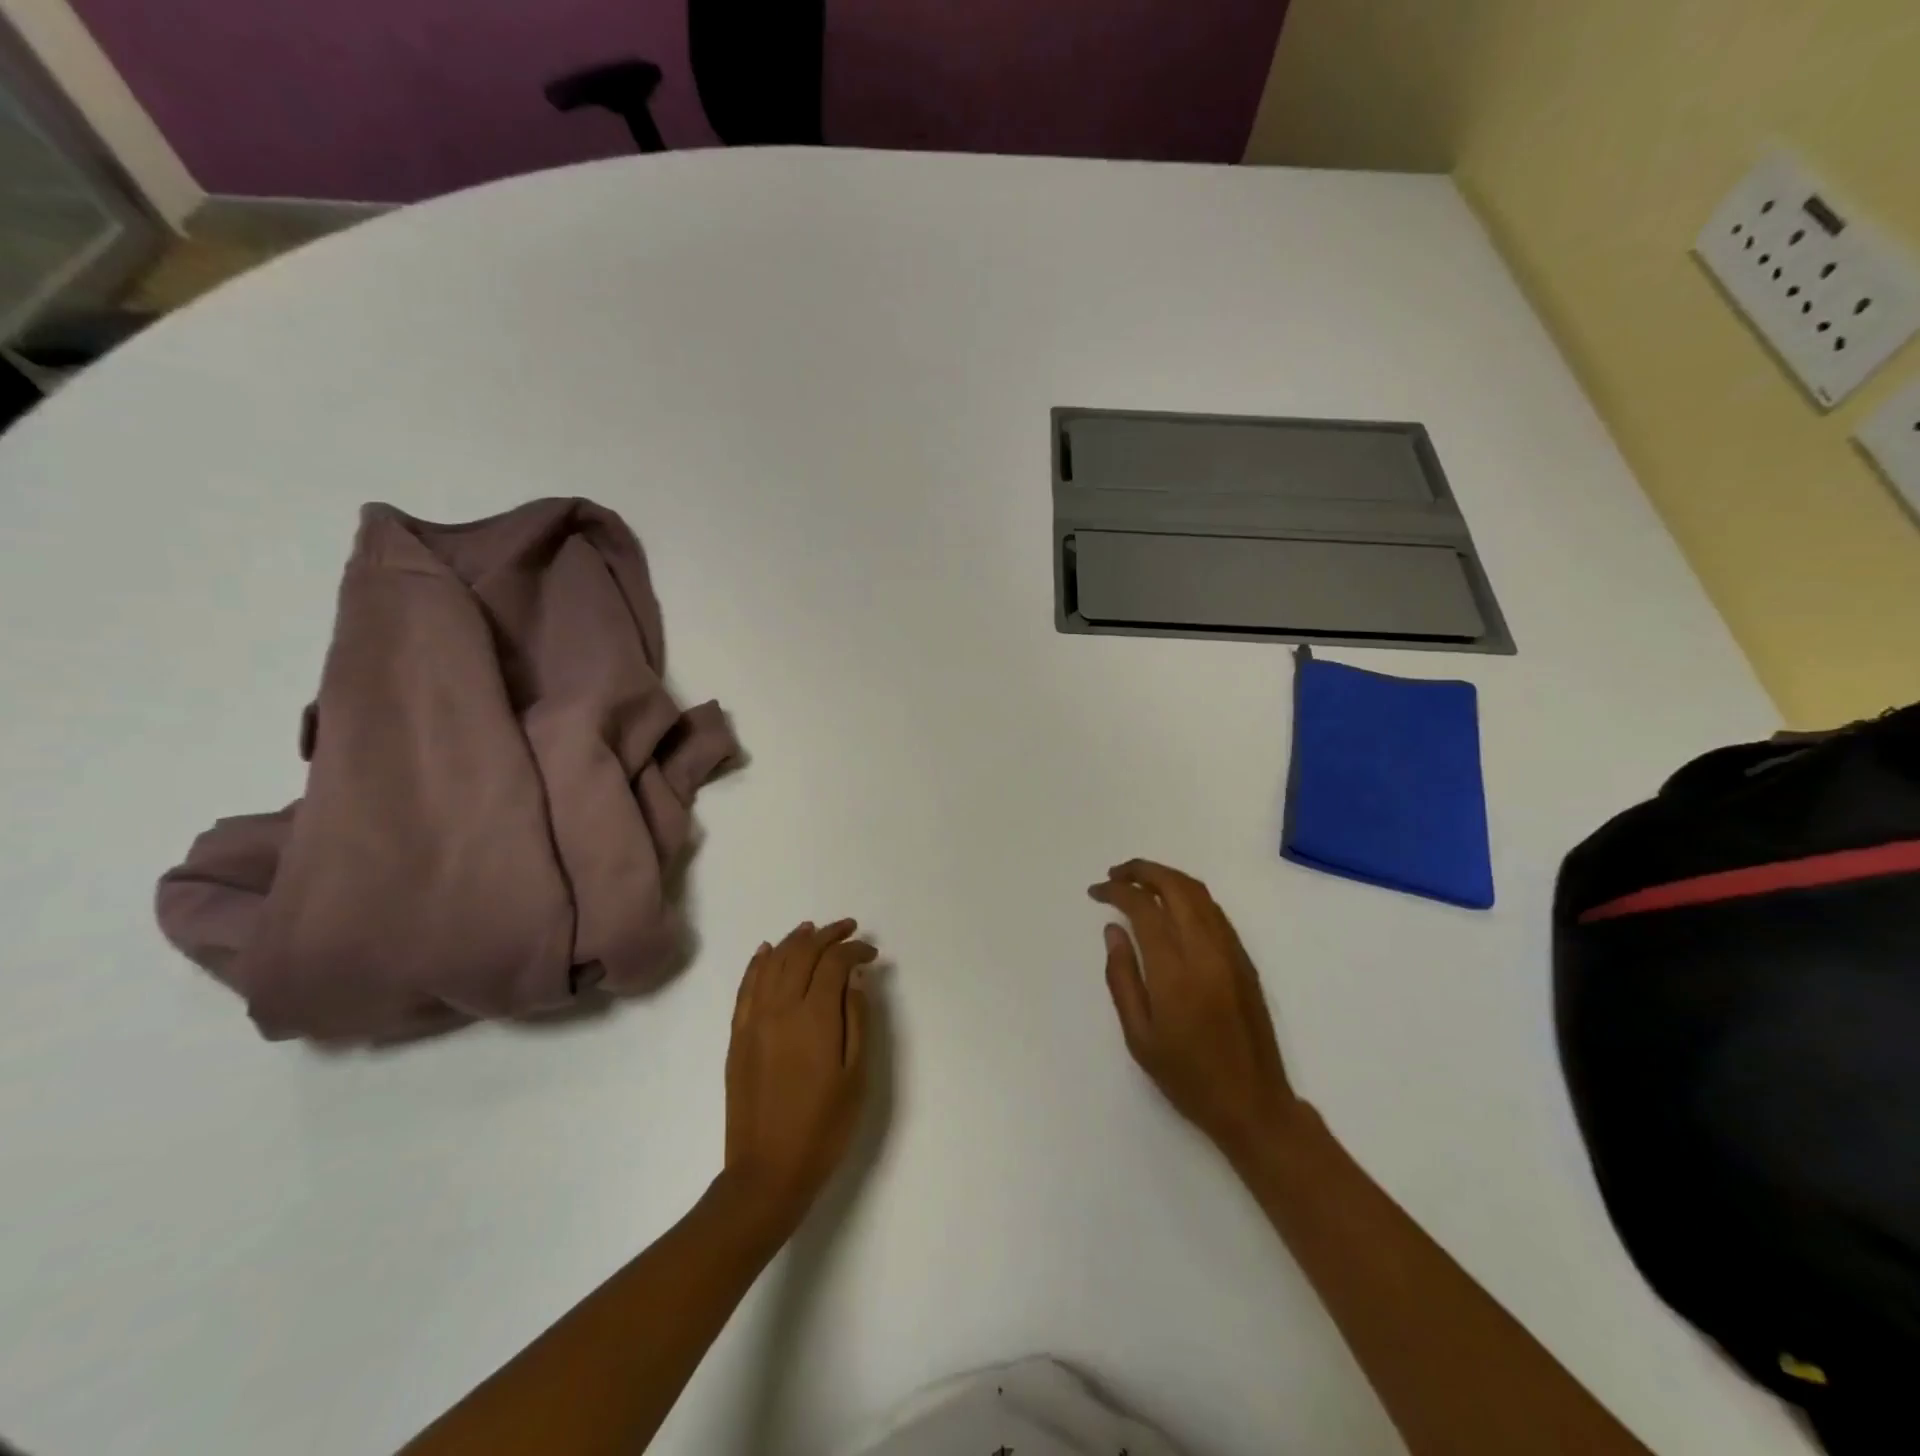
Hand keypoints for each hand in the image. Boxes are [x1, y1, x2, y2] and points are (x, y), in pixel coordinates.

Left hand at [721, 919, 874, 1240]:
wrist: (768, 1172)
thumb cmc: (824, 1127)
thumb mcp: (856, 1075)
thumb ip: (857, 1018)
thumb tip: (856, 974)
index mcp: (814, 1017)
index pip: (833, 963)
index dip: (854, 950)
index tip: (871, 953)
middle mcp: (780, 1008)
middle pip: (802, 954)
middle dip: (827, 935)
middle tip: (848, 928)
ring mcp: (754, 1021)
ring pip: (773, 963)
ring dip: (794, 941)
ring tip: (813, 930)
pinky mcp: (738, 1036)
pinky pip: (746, 986)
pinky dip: (759, 962)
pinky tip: (768, 951)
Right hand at [1091, 860, 1298, 1169]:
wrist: (1253, 1104)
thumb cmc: (1187, 1076)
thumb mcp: (1139, 1036)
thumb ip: (1121, 977)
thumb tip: (1113, 930)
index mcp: (1175, 971)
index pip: (1143, 908)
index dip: (1117, 891)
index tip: (1097, 892)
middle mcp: (1206, 951)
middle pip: (1175, 887)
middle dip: (1142, 870)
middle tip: (1115, 874)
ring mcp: (1230, 952)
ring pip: (1199, 893)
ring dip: (1166, 877)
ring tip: (1138, 883)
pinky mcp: (1244, 960)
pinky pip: (1214, 911)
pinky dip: (1187, 895)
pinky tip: (1170, 907)